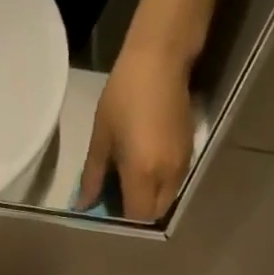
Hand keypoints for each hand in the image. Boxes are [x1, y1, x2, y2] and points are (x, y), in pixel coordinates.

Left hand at [78, 43, 196, 221]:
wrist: (161, 58)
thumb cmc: (124, 95)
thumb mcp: (102, 138)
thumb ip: (93, 176)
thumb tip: (83, 204)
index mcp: (143, 173)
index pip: (136, 216)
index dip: (122, 217)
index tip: (108, 204)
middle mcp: (167, 174)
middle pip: (154, 212)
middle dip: (138, 211)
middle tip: (119, 194)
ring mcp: (182, 162)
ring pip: (167, 197)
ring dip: (150, 198)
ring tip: (132, 179)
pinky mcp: (190, 149)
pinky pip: (175, 180)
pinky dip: (161, 183)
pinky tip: (146, 164)